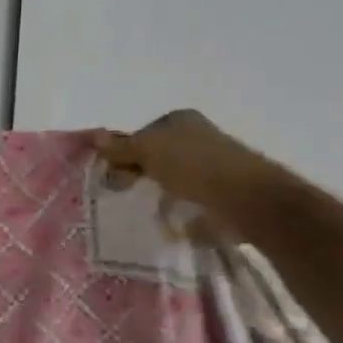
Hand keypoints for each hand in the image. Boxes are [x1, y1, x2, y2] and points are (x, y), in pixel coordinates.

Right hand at [93, 110, 280, 236]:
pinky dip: (181, 211)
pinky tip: (172, 222)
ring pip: (173, 178)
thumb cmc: (193, 165)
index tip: (113, 173)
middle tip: (124, 192)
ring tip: (147, 210)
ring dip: (160, 193)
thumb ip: (121, 146)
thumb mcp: (147, 149)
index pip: (142, 133)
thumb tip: (95, 136)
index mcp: (181, 120)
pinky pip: (192, 200)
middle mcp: (199, 137)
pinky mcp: (224, 193)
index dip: (125, 151)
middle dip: (140, 172)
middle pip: (157, 155)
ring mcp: (214, 165)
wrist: (248, 199)